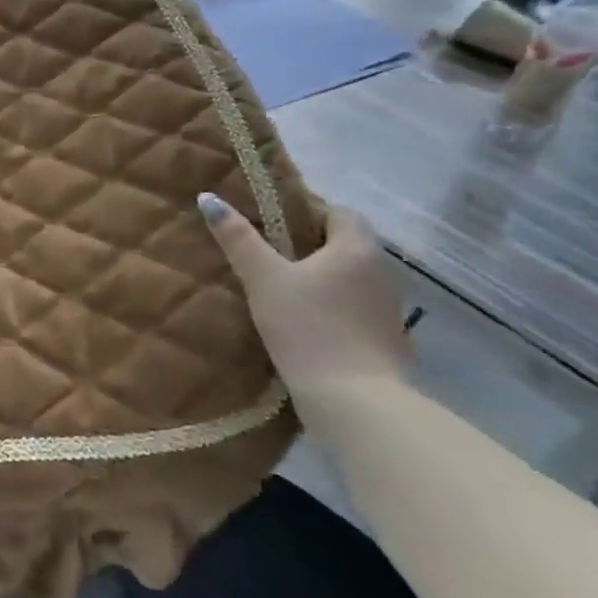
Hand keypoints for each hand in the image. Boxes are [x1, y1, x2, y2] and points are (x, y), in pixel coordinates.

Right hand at [199, 194, 411, 396]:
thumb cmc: (307, 327)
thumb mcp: (263, 279)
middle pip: (346, 246)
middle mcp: (381, 272)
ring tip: (281, 289)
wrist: (355, 400)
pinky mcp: (386, 341)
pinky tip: (304, 324)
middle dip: (311, 247)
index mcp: (357, 249)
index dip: (308, 213)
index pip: (339, 213)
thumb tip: (209, 197)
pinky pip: (355, 309)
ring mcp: (388, 309)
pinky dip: (332, 308)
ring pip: (351, 279)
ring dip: (322, 279)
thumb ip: (238, 239)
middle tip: (267, 255)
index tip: (272, 225)